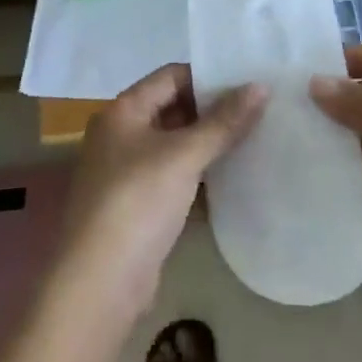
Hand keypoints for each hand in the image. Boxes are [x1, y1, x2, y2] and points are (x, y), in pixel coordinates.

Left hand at [57, 63, 265, 322]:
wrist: (99, 286)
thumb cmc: (137, 203)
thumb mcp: (184, 156)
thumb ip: (224, 122)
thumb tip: (261, 86)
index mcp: (122, 111)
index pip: (170, 76)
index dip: (207, 76)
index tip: (247, 80)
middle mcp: (121, 135)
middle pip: (173, 108)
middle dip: (212, 110)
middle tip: (258, 109)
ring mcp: (127, 173)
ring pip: (175, 145)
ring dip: (208, 144)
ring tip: (255, 138)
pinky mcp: (138, 207)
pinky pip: (174, 178)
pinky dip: (200, 175)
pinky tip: (234, 178)